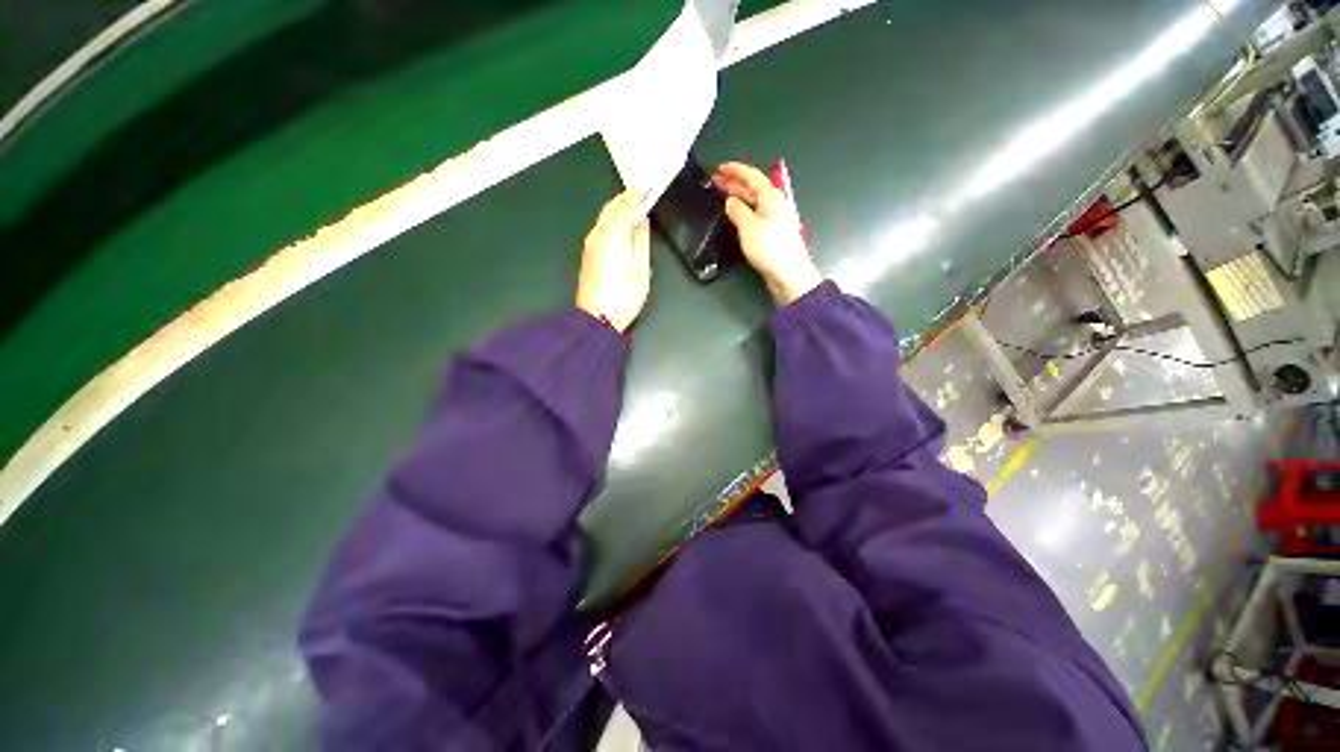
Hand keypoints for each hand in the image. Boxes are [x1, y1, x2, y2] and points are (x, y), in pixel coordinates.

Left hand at [577, 191, 651, 332]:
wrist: (597, 318)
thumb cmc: (623, 297)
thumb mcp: (641, 270)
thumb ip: (642, 241)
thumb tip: (642, 222)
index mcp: (614, 234)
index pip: (626, 204)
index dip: (638, 193)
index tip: (648, 186)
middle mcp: (598, 234)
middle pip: (612, 206)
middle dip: (626, 197)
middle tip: (641, 194)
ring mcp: (590, 244)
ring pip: (604, 216)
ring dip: (618, 208)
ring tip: (634, 208)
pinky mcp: (588, 254)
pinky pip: (600, 227)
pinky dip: (612, 220)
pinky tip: (621, 227)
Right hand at [715, 161, 823, 305]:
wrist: (788, 274)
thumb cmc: (770, 248)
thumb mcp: (749, 227)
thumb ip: (737, 211)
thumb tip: (730, 202)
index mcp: (771, 197)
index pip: (752, 176)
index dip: (735, 170)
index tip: (720, 168)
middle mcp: (774, 204)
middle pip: (753, 187)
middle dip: (734, 182)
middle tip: (716, 180)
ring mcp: (774, 219)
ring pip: (753, 201)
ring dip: (737, 196)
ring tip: (721, 194)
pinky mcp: (772, 233)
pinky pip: (755, 214)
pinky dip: (742, 210)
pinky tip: (734, 214)